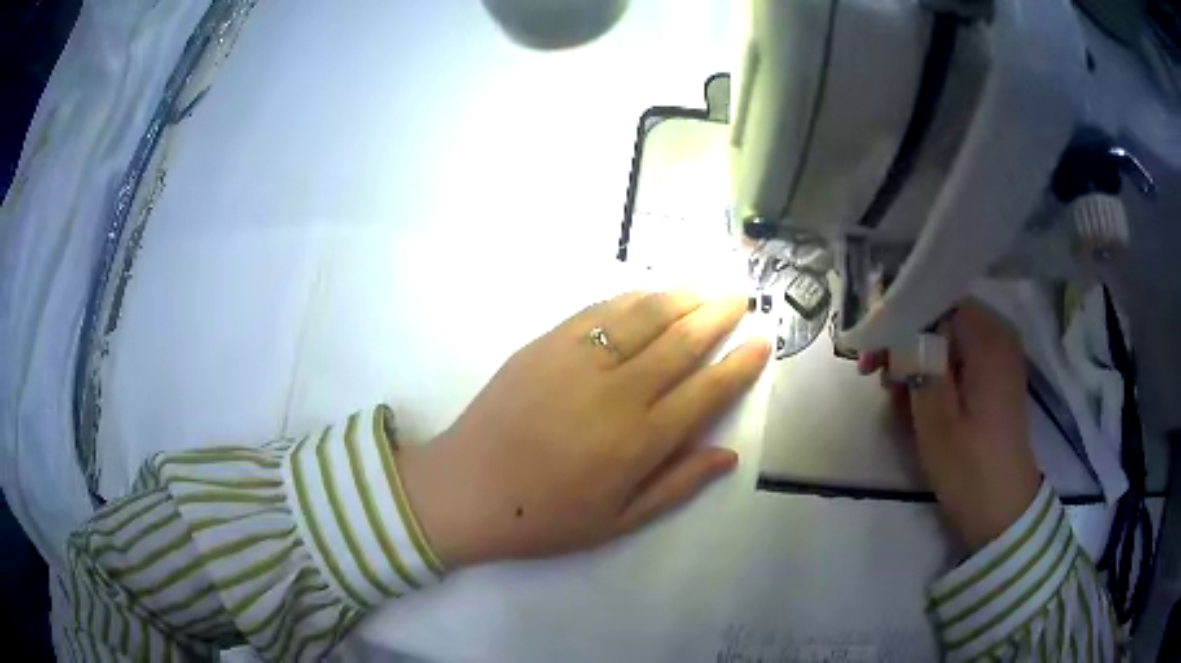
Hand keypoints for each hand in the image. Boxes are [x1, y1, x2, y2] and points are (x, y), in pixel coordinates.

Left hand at [398, 291, 769, 566]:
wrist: (466, 490)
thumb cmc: (544, 517)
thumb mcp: (618, 521)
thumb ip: (677, 485)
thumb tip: (728, 455)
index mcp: (639, 441)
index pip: (706, 391)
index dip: (740, 364)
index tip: (762, 341)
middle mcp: (616, 392)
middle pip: (681, 342)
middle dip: (718, 316)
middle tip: (741, 298)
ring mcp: (577, 360)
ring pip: (643, 315)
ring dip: (680, 297)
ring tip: (704, 289)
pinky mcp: (545, 344)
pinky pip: (599, 311)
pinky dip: (632, 298)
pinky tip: (649, 294)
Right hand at [859, 300, 1040, 551]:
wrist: (1003, 509)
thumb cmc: (970, 467)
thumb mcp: (936, 418)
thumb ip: (918, 362)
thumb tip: (898, 324)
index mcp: (987, 339)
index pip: (936, 300)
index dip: (899, 318)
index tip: (872, 352)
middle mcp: (997, 335)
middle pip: (940, 319)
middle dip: (906, 344)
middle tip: (878, 379)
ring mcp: (999, 356)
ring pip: (946, 341)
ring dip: (917, 364)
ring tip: (898, 402)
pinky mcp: (996, 377)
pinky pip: (958, 360)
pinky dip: (935, 376)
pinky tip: (919, 405)